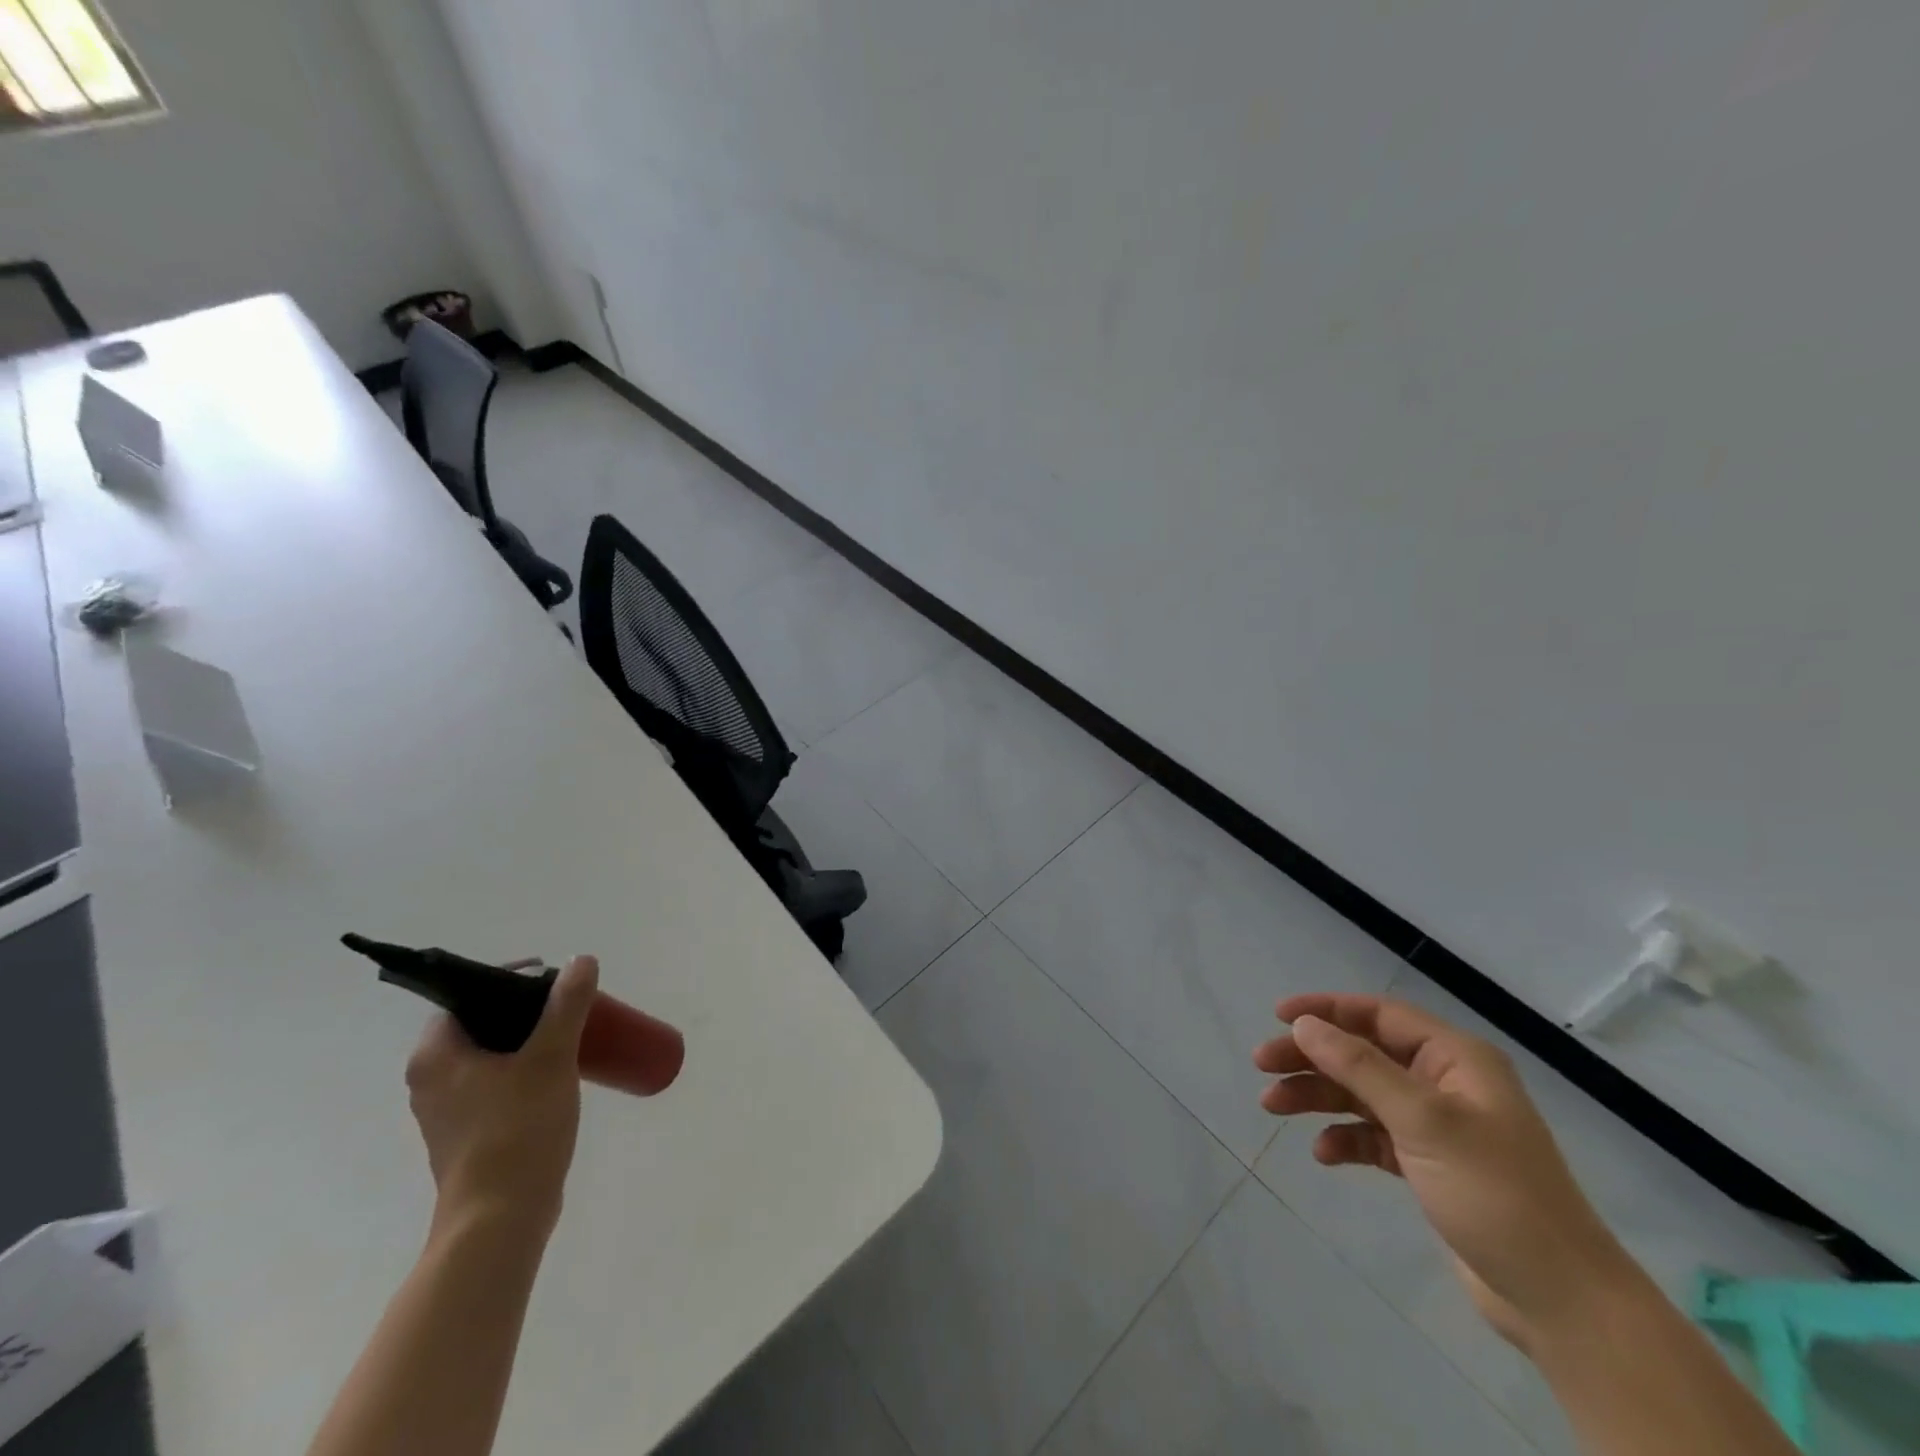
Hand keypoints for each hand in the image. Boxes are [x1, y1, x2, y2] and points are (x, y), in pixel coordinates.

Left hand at [406, 955, 598, 1238]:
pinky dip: (525, 1069)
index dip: (507, 980)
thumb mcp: (549, 1057)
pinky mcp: (470, 1135)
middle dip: (526, 1010)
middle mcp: (431, 1081)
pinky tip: (561, 1073)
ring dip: (529, 1041)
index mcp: (436, 1056)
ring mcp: (448, 1112)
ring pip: (491, 1056)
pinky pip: (497, 1083)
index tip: (550, 980)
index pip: (465, 997)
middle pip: (481, 1025)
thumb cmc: (517, 1129)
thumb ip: (566, 1006)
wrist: (501, 1219)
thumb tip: (581, 960)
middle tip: (568, 1004)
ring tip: (572, 1034)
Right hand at [1254, 993, 1633, 1348]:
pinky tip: (1325, 1154)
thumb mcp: (1423, 1120)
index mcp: (1455, 1059)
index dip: (1327, 1010)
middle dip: (1312, 1058)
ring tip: (1273, 1107)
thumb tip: (1306, 1025)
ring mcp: (1438, 1127)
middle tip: (1262, 1066)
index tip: (1279, 1016)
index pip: (1379, 1015)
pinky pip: (1374, 1137)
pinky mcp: (1431, 1167)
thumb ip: (1360, 1067)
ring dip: (1318, 1097)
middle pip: (1362, 1054)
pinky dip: (1346, 1139)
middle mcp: (1445, 1083)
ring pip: (1362, 1095)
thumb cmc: (1494, 1192)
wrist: (1562, 1301)